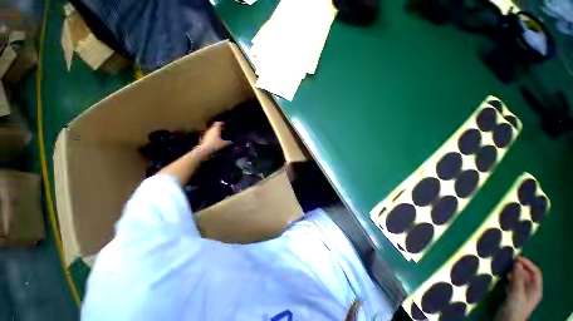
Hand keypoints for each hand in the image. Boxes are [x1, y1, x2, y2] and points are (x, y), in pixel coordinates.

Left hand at [199, 122, 231, 155]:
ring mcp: (206, 134)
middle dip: (219, 128)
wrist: (204, 150)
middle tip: (223, 130)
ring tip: (220, 135)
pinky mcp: (204, 138)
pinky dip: (213, 135)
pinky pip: (210, 135)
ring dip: (215, 132)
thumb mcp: (224, 144)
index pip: (218, 123)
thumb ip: (228, 142)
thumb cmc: (215, 144)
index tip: (225, 125)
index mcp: (215, 129)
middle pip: (214, 126)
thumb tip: (231, 142)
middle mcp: (210, 130)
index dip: (221, 123)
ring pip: (212, 130)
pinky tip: (216, 140)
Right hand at [496, 257, 542, 320]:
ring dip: (514, 274)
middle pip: (528, 275)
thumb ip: (518, 278)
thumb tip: (517, 262)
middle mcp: (531, 290)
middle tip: (509, 263)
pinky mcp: (515, 296)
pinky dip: (510, 279)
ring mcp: (523, 293)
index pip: (535, 272)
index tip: (517, 258)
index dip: (528, 264)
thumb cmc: (515, 307)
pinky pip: (515, 284)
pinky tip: (504, 279)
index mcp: (536, 289)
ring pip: (520, 279)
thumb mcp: (516, 293)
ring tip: (505, 271)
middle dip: (519, 269)